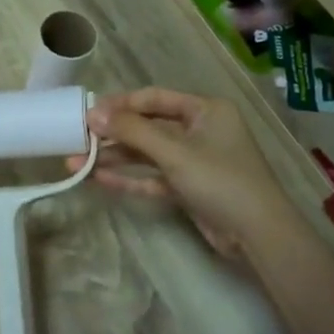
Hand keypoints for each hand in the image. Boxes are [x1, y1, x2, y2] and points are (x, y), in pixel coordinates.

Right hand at [76, 88, 298, 259]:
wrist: (257, 234)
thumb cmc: (220, 179)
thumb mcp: (174, 151)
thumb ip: (132, 131)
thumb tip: (93, 114)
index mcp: (205, 110)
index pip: (154, 99)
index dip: (120, 104)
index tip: (87, 113)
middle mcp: (200, 130)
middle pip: (148, 127)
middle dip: (112, 135)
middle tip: (77, 140)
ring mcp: (194, 160)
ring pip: (147, 154)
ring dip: (115, 159)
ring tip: (76, 164)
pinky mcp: (188, 187)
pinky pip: (152, 177)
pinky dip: (129, 178)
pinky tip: (98, 180)